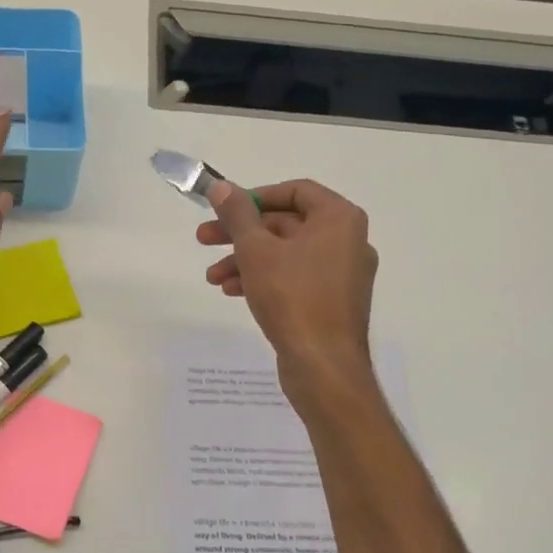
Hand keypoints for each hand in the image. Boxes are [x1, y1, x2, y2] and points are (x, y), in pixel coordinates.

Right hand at [197, 178, 377, 391]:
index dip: (255, 196)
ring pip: (286, 254)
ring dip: (246, 260)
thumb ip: (237, 214)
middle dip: (241, 233)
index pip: (295, 190)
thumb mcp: (255, 249)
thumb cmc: (292, 297)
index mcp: (339, 219)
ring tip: (213, 277)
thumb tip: (221, 186)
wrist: (324, 365)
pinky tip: (233, 291)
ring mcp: (343, 274)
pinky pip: (296, 277)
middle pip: (286, 223)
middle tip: (203, 239)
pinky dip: (265, 278)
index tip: (224, 209)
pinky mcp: (333, 301)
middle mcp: (348, 241)